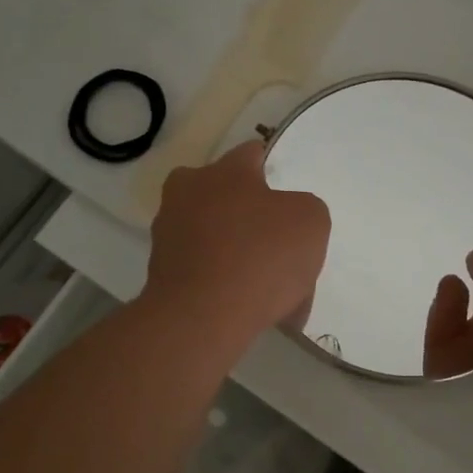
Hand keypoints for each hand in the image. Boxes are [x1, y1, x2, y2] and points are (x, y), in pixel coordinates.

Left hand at [144, 140, 330, 345]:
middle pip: (227, 196)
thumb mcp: (311, 222)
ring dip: (242, 256)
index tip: (287, 196)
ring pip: (217, 238)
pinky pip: (206, 273)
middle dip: (252, 216)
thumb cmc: (260, 257)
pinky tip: (253, 310)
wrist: (201, 319)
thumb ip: (304, 210)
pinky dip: (227, 286)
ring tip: (275, 293)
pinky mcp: (161, 274)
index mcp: (224, 171)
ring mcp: (169, 235)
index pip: (251, 154)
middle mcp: (188, 193)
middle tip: (281, 246)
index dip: (272, 171)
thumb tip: (285, 221)